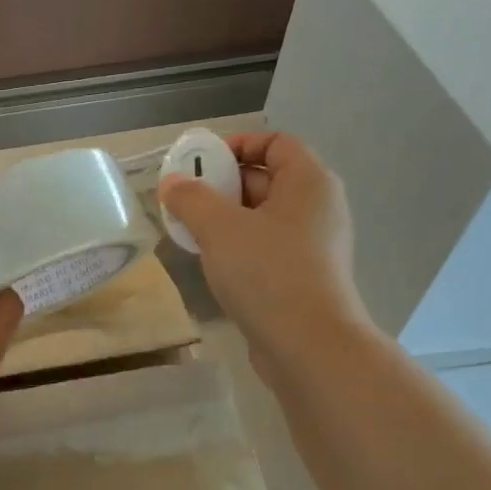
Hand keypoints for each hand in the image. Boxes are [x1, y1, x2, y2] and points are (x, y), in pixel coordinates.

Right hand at [157, 132, 372, 382]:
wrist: (308, 346)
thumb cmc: (268, 273)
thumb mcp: (219, 228)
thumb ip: (191, 199)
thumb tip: (172, 183)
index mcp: (309, 182)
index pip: (276, 143)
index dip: (237, 145)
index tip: (200, 164)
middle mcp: (318, 208)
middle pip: (267, 179)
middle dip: (223, 186)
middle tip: (186, 202)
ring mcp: (315, 246)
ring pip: (264, 218)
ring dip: (226, 220)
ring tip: (191, 233)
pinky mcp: (305, 278)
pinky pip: (268, 249)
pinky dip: (240, 248)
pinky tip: (212, 264)